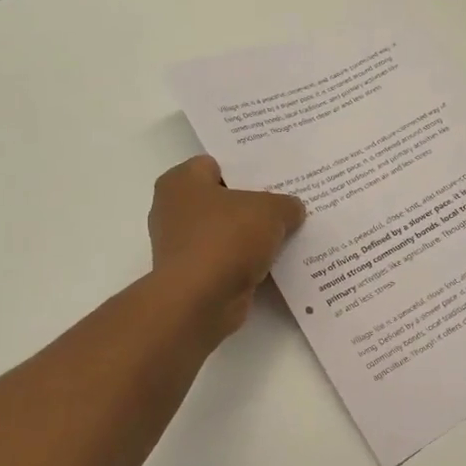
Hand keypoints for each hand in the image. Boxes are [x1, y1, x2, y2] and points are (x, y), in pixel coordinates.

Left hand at [149, 156, 306, 339]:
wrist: (200, 301)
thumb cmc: (226, 239)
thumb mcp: (270, 210)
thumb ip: (285, 204)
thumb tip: (292, 210)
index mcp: (181, 182)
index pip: (216, 164)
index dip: (246, 168)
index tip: (275, 176)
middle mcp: (173, 210)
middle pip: (222, 200)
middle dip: (252, 204)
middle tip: (287, 204)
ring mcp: (181, 246)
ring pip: (225, 232)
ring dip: (250, 237)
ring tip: (287, 234)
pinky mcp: (192, 276)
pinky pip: (226, 261)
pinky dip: (245, 263)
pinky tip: (274, 263)